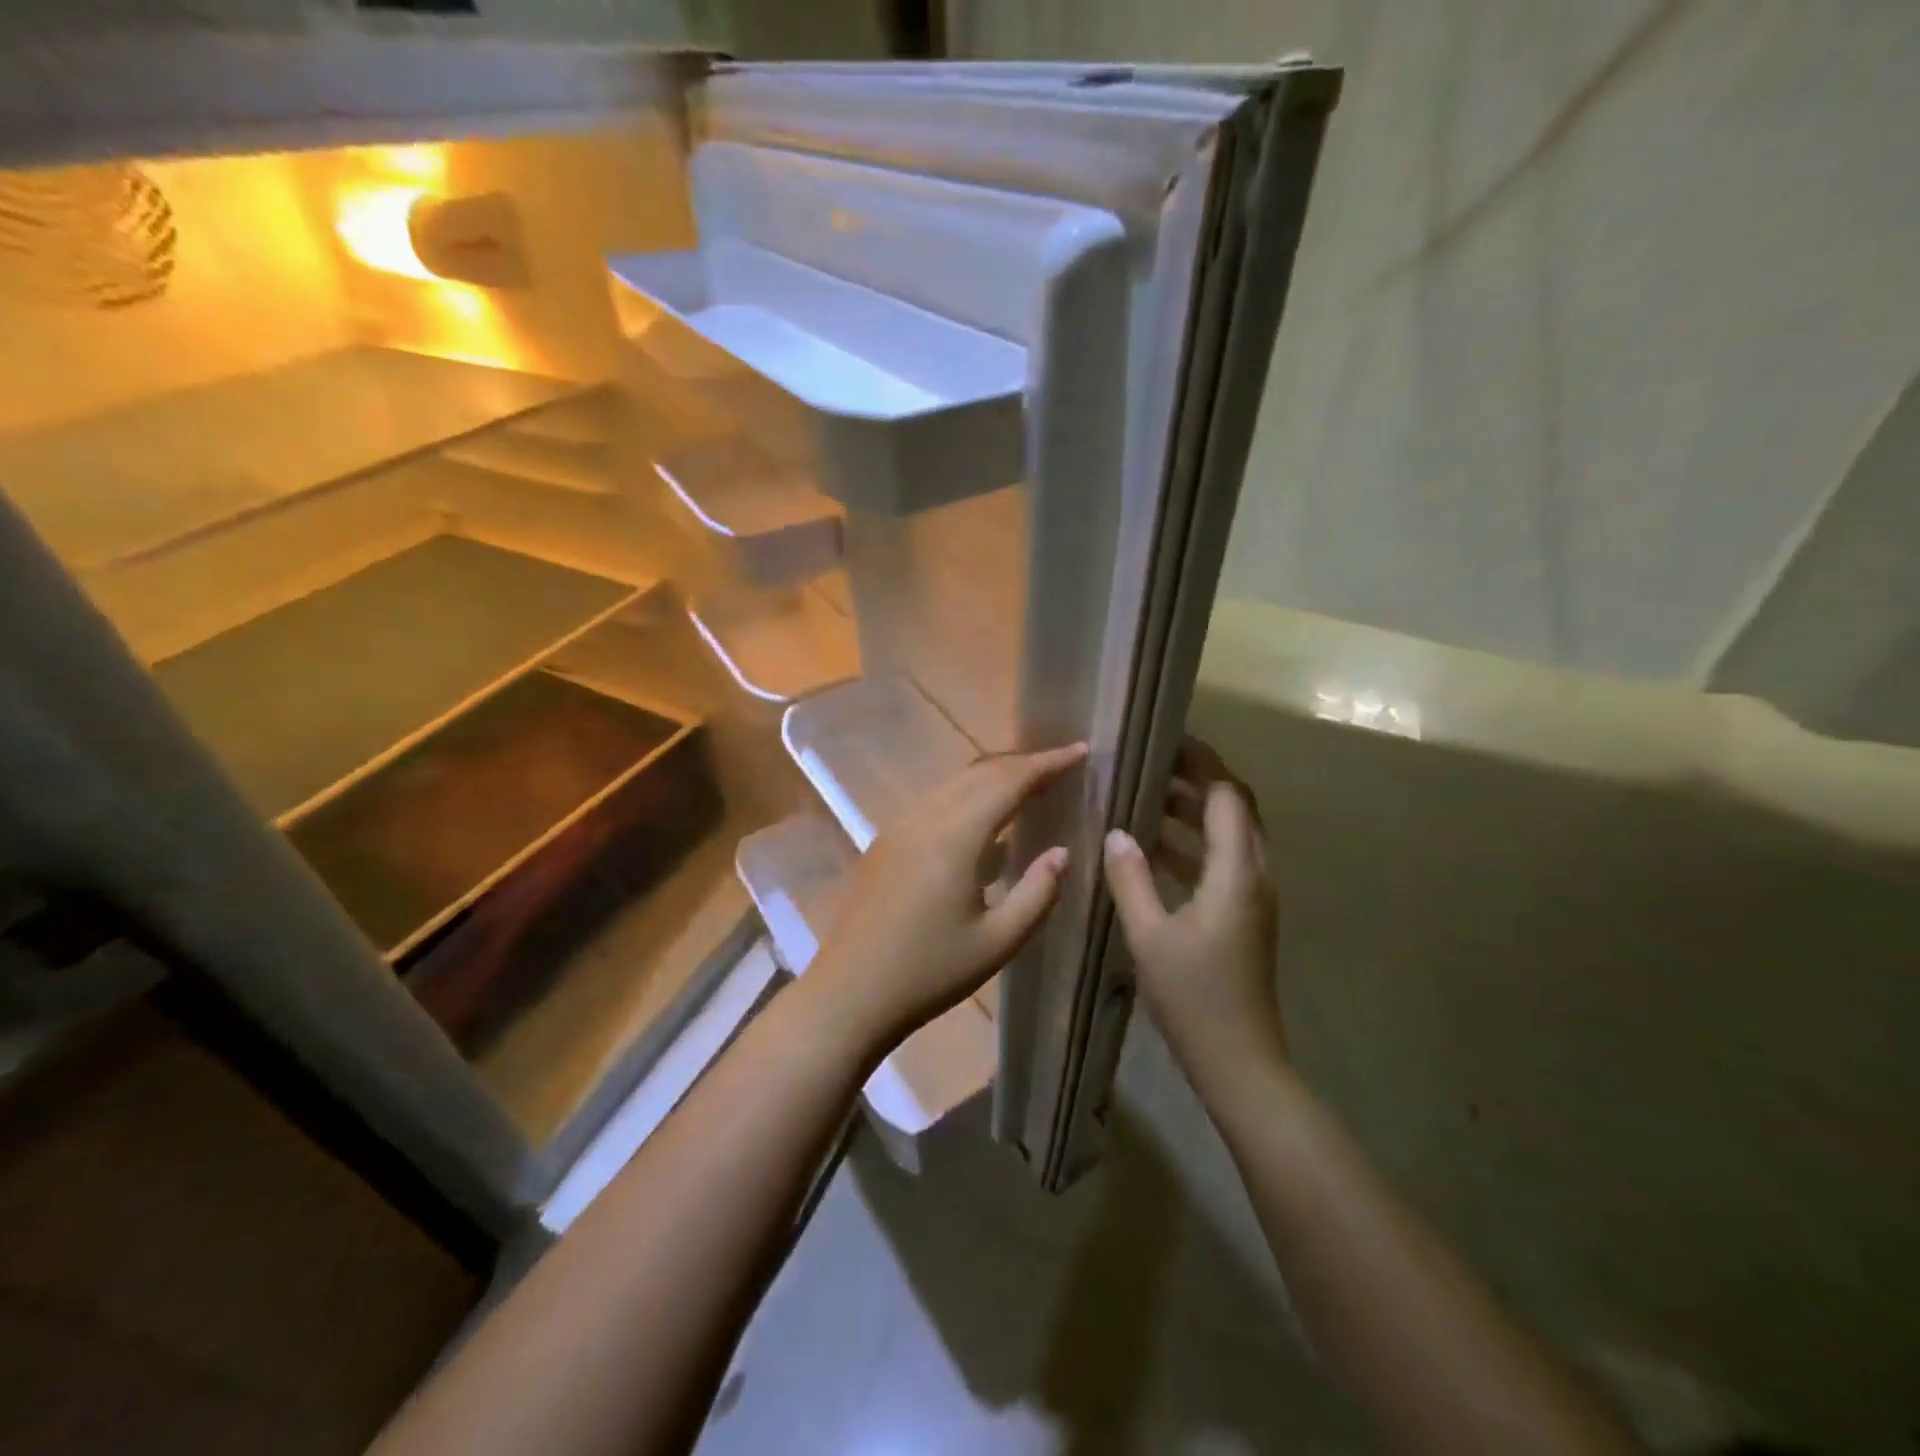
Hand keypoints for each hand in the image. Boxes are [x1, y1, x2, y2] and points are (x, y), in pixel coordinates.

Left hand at [806, 743, 1088, 1051]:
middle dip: (1024, 763)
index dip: (1048, 763)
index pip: (1009, 781)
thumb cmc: (929, 974)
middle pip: (980, 773)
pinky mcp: (886, 842)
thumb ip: (1038, 893)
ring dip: (994, 777)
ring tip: (1030, 785)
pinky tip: (985, 821)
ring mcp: (899, 827)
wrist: (849, 995)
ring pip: (954, 784)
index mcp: (955, 836)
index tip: (1081, 751)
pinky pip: (936, 802)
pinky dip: (968, 796)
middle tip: (1062, 766)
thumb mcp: (998, 942)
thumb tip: (1061, 852)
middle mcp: (924, 818)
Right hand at [1102, 738, 1285, 1070]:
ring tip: (1144, 796)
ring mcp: (1252, 897)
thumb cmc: (1194, 997)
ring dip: (1193, 812)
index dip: (1201, 763)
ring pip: (1229, 835)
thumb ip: (1131, 879)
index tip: (1166, 740)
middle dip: (1198, 780)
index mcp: (1237, 873)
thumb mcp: (1150, 936)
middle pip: (1235, 809)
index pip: (1226, 796)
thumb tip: (1116, 833)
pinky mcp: (1243, 916)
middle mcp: (1254, 875)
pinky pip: (1221, 862)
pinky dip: (1192, 844)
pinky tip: (1152, 848)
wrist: (1240, 1061)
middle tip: (1151, 763)